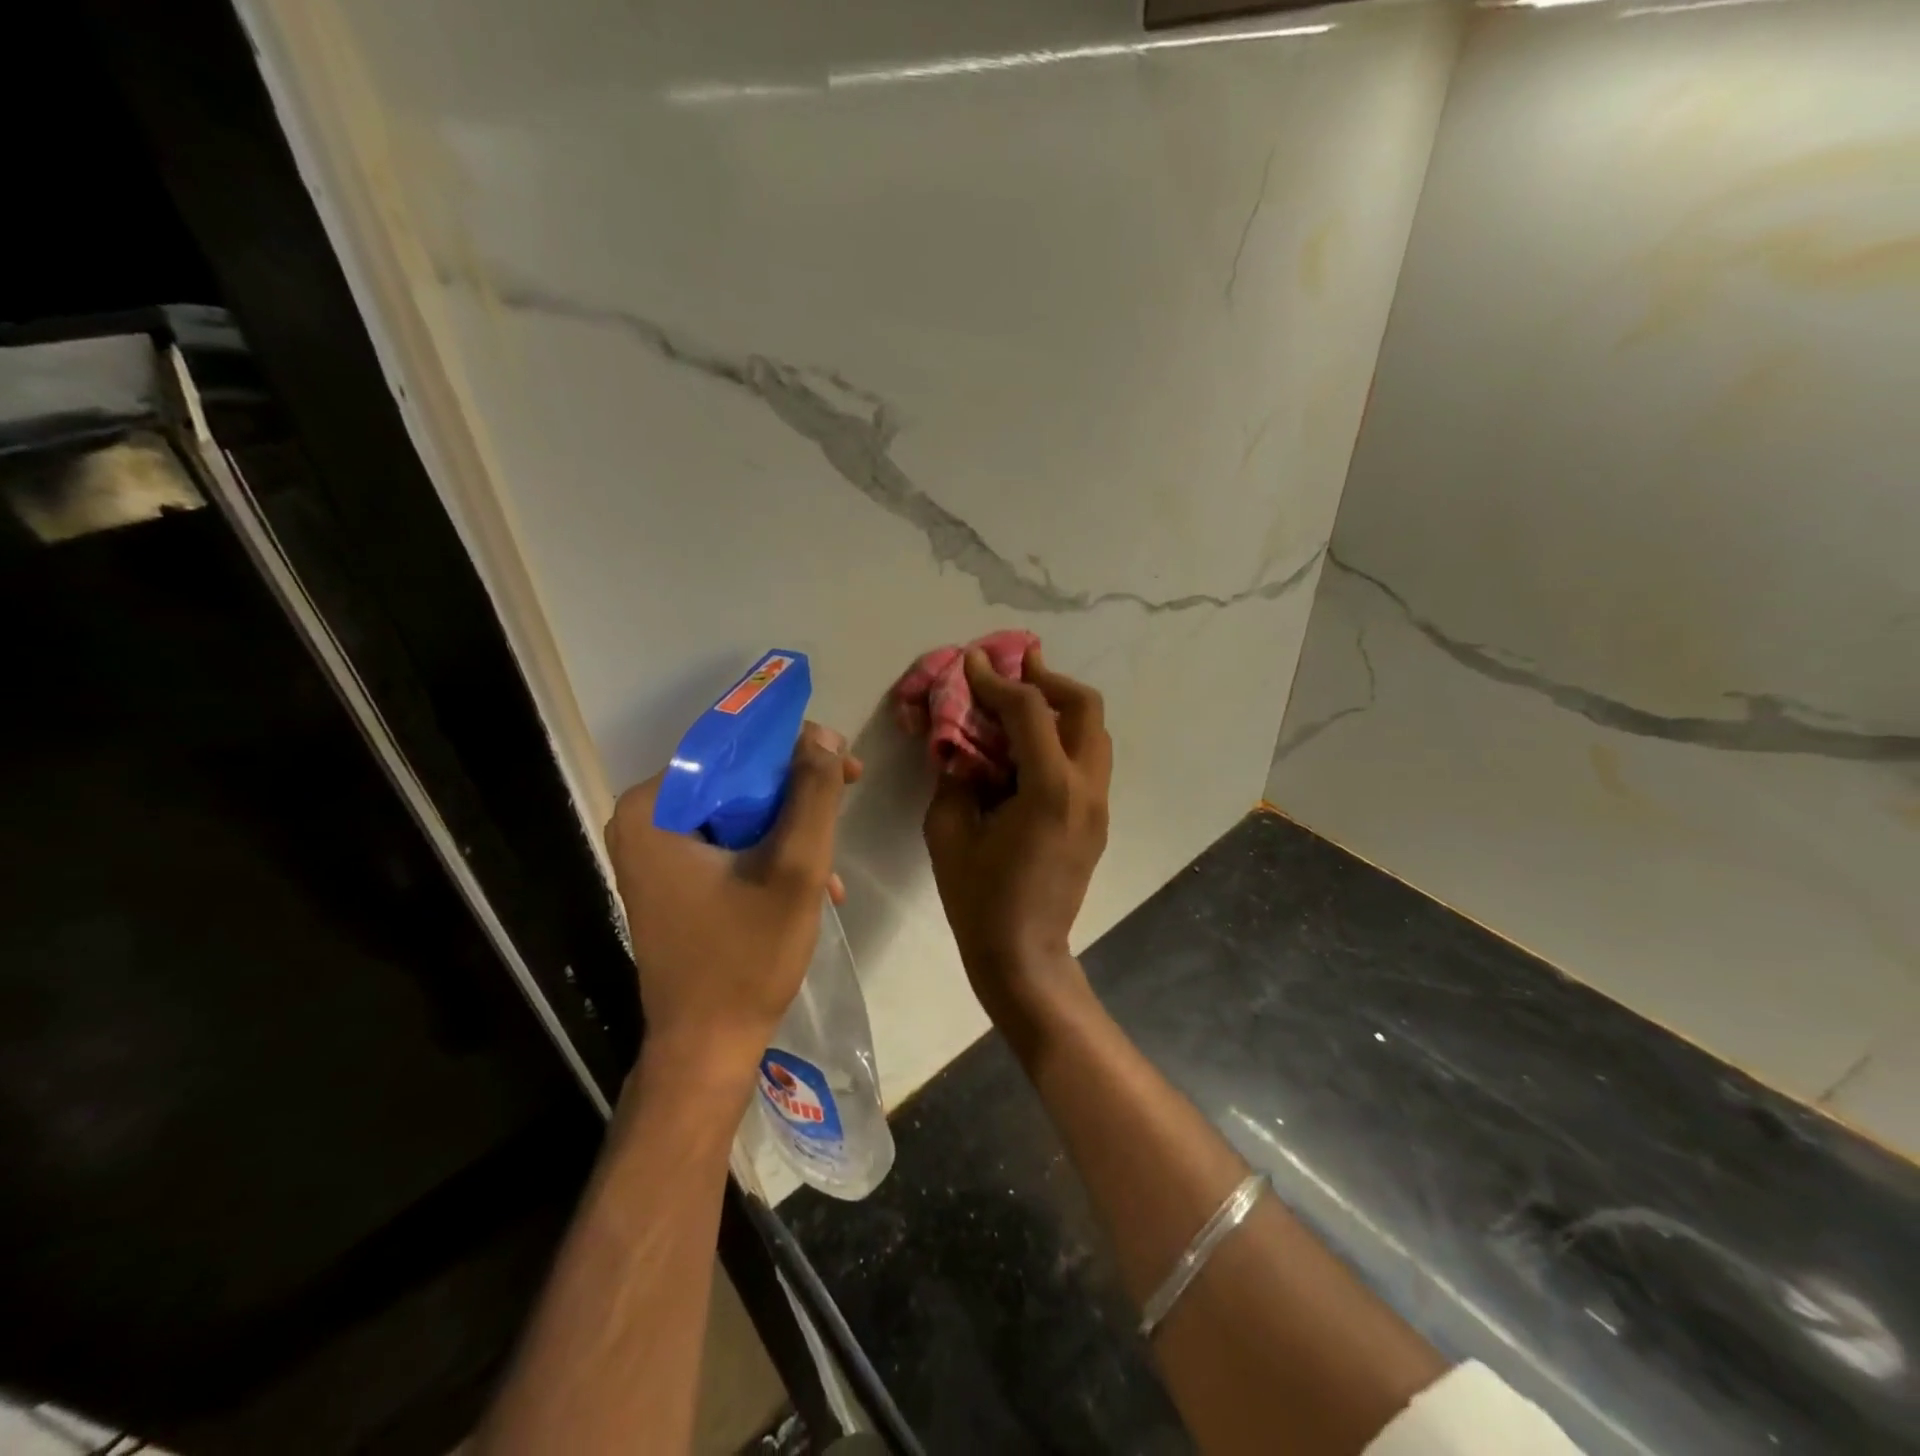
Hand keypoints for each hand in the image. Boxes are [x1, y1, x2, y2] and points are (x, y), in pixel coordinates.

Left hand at [605, 722, 860, 1078]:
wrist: (707, 1048)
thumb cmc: (746, 957)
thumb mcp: (795, 868)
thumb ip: (812, 794)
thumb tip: (820, 735)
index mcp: (654, 808)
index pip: (731, 748)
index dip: (794, 751)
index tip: (844, 765)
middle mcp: (643, 822)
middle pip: (736, 781)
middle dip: (797, 796)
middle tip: (846, 802)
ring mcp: (655, 854)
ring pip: (738, 813)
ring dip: (791, 831)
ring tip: (833, 867)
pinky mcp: (672, 880)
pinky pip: (729, 843)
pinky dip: (771, 856)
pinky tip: (814, 886)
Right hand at [923, 646, 1110, 1022]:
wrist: (1024, 955)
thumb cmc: (979, 899)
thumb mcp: (949, 832)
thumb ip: (953, 776)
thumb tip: (959, 744)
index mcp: (1049, 790)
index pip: (1029, 711)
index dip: (997, 680)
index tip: (972, 662)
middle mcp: (1086, 789)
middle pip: (1085, 707)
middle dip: (1048, 679)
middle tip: (1014, 669)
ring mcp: (1099, 805)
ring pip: (1094, 732)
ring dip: (1060, 707)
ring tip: (1022, 701)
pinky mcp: (1097, 820)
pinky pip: (1088, 760)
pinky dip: (1063, 738)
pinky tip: (1028, 747)